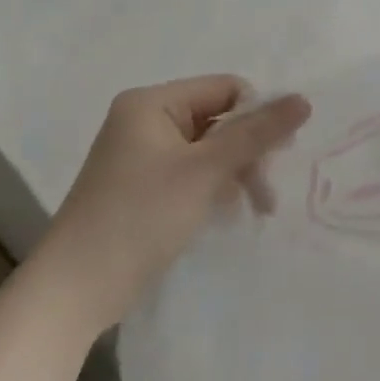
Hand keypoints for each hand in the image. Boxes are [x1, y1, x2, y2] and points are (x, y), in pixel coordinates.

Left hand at [27, 76, 310, 337]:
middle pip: (221, 118)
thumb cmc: (141, 217)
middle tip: (267, 191)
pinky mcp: (143, 186)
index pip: (227, 89)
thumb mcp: (207, 170)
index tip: (276, 155)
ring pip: (211, 148)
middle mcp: (144, 120)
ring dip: (238, 172)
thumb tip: (305, 99)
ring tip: (258, 208)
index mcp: (152, 103)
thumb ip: (258, 132)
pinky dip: (216, 187)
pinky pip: (194, 171)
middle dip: (249, 151)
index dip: (257, 116)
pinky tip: (230, 211)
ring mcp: (142, 155)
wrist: (74, 291)